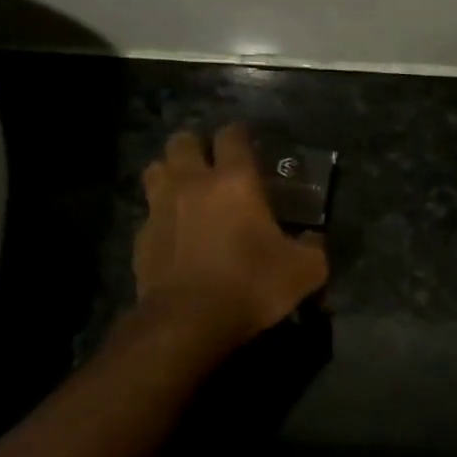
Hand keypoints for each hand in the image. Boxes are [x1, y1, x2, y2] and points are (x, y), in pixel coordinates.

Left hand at [133, 124, 328, 350]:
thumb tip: (314, 240)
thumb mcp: (304, 270)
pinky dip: (161, 214)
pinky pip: (149, 212)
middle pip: (182, 140)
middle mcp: (192, 183)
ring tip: (186, 190)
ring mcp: (160, 208)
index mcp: (234, 181)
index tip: (249, 144)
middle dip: (197, 145)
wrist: (188, 322)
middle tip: (213, 164)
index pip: (232, 135)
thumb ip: (314, 247)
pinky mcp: (141, 237)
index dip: (240, 134)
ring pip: (156, 168)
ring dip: (171, 172)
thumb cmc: (250, 285)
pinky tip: (174, 233)